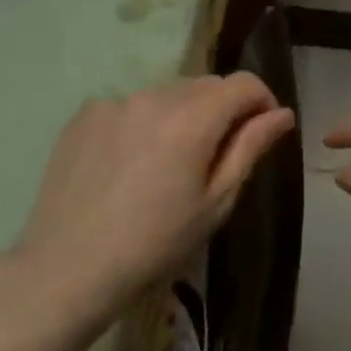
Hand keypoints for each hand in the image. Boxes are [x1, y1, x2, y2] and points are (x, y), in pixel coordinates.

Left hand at [13, 74, 295, 309]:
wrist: (68, 268)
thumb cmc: (156, 243)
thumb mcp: (216, 201)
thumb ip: (251, 147)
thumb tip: (282, 113)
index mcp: (192, 119)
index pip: (243, 83)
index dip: (262, 101)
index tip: (261, 131)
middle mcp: (154, 96)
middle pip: (206, 84)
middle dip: (222, 109)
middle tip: (215, 156)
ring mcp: (114, 102)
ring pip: (168, 93)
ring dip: (182, 114)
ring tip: (168, 162)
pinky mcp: (84, 115)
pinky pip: (131, 105)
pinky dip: (143, 122)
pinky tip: (130, 162)